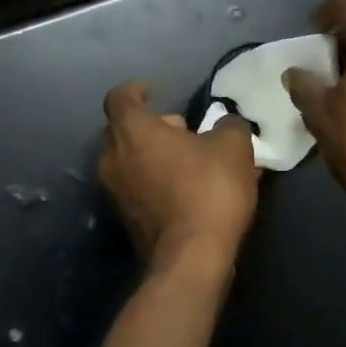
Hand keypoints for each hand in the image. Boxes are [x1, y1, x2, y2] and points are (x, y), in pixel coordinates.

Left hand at [99, 81, 259, 267]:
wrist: (191, 257)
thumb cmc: (208, 189)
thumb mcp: (233, 147)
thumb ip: (228, 125)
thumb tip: (225, 123)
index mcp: (132, 131)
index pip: (119, 97)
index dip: (136, 89)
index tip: (156, 91)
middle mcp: (112, 157)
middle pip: (123, 130)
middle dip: (151, 126)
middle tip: (184, 131)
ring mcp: (114, 190)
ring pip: (128, 160)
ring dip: (153, 155)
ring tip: (191, 162)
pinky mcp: (123, 218)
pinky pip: (136, 186)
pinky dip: (154, 180)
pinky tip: (186, 190)